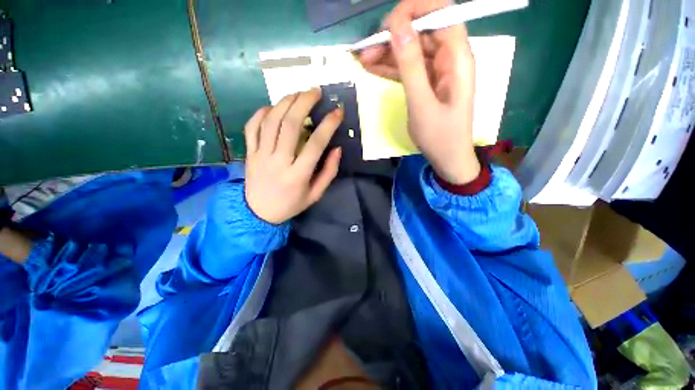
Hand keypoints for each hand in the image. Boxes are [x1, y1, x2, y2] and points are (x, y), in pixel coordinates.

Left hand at [244, 89, 342, 223]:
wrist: (258, 213)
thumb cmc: (291, 204)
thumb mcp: (315, 194)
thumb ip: (328, 172)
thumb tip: (337, 148)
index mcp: (298, 175)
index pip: (315, 144)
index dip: (328, 125)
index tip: (338, 111)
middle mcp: (278, 161)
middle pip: (290, 125)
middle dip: (304, 103)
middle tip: (315, 91)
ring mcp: (260, 155)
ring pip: (271, 122)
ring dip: (285, 103)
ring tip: (298, 93)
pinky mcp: (249, 153)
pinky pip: (252, 128)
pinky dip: (261, 113)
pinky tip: (273, 107)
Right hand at [359, 0, 479, 183]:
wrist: (447, 158)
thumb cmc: (439, 136)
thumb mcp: (422, 103)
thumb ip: (410, 66)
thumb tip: (398, 27)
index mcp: (457, 57)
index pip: (441, 12)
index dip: (414, 10)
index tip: (387, 26)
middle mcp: (449, 57)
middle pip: (421, 31)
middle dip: (393, 35)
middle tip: (366, 50)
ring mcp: (437, 70)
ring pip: (411, 49)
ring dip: (387, 52)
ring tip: (363, 60)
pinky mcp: (427, 82)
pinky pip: (408, 68)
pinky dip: (391, 67)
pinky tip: (372, 68)